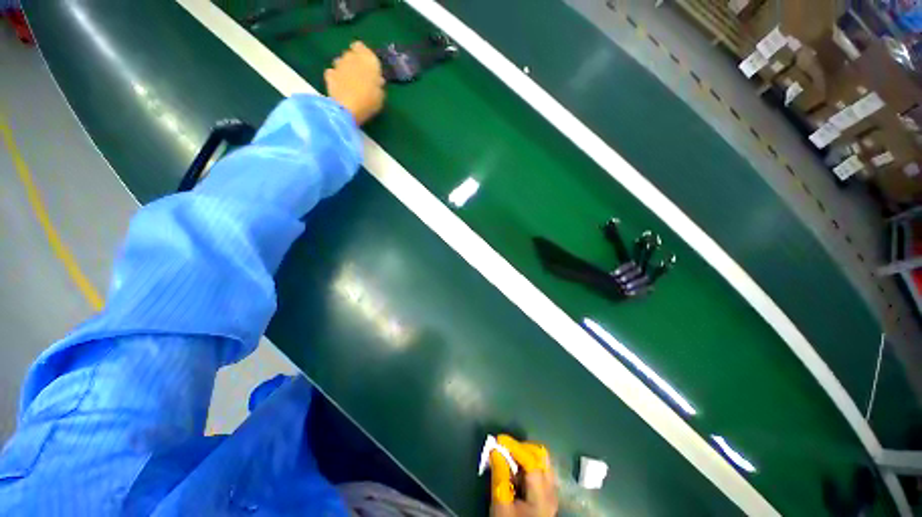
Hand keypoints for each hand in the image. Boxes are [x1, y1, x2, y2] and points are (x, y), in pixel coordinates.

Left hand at [324, 41, 385, 124]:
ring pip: (340, 61)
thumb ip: (378, 85)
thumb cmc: (369, 101)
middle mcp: (351, 57)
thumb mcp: (381, 96)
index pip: (361, 47)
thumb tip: (377, 80)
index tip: (366, 64)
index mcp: (368, 59)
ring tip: (349, 81)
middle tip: (359, 75)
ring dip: (344, 68)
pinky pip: (332, 73)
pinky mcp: (329, 75)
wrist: (347, 108)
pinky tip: (339, 86)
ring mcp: (338, 65)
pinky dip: (335, 77)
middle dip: (353, 61)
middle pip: (350, 54)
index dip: (362, 54)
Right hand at [490, 435, 558, 516]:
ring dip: (523, 454)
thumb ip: (499, 476)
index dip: (515, 447)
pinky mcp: (547, 493)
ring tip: (507, 459)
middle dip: (521, 447)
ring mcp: (551, 491)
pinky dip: (526, 462)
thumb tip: (496, 449)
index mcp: (542, 496)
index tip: (499, 439)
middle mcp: (551, 490)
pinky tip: (514, 470)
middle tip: (504, 448)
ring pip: (541, 460)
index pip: (531, 462)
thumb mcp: (501, 506)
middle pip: (541, 456)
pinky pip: (539, 469)